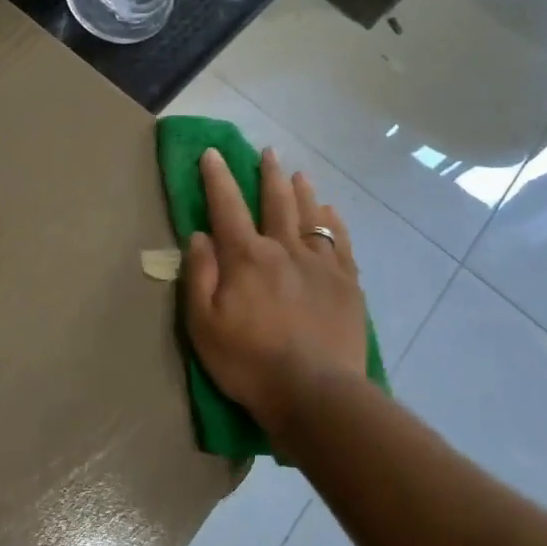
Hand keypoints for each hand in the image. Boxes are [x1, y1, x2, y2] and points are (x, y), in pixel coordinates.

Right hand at [182, 147, 367, 442]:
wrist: (314, 392)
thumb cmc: (248, 361)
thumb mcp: (203, 324)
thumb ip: (199, 275)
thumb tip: (200, 235)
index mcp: (246, 257)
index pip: (227, 206)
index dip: (218, 178)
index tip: (213, 153)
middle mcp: (284, 249)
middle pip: (276, 202)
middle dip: (268, 175)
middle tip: (267, 153)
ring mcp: (321, 265)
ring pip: (311, 216)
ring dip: (302, 192)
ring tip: (298, 174)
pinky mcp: (347, 284)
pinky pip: (340, 242)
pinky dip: (334, 222)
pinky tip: (331, 213)